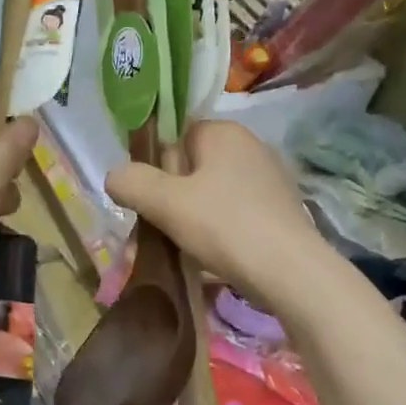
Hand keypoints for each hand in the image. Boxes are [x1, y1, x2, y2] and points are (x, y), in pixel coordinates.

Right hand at [106, 121, 329, 310]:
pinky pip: (236, 212)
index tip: (147, 198)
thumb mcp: (165, 203)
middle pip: (193, 166)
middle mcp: (250, 145)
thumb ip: (132, 183)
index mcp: (223, 132)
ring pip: (213, 193)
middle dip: (171, 196)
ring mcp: (270, 178)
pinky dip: (219, 230)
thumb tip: (114, 177)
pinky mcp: (281, 209)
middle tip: (157, 229)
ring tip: (181, 249)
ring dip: (193, 217)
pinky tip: (212, 256)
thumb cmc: (225, 226)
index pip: (175, 135)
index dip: (155, 165)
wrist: (291, 272)